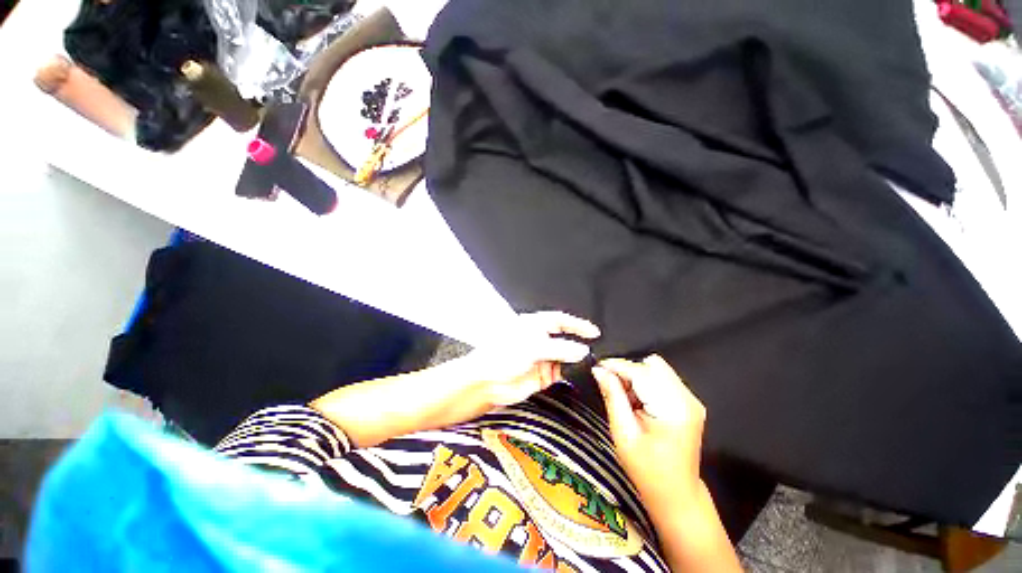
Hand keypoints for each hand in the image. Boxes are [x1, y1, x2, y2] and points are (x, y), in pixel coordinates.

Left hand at [463, 311, 599, 407]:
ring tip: (585, 363)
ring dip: (575, 360)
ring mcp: (541, 358)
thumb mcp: (532, 346)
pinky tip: (574, 373)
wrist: (486, 383)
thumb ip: (560, 348)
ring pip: (565, 357)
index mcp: (534, 325)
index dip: (577, 324)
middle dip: (578, 344)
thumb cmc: (499, 356)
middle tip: (593, 349)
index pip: (561, 320)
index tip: (593, 331)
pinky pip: (561, 372)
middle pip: (565, 339)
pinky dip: (569, 373)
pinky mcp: (543, 375)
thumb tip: (581, 349)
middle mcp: (539, 340)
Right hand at [592, 355, 706, 505]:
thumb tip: (599, 370)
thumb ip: (612, 396)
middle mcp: (687, 399)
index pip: (641, 371)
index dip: (617, 366)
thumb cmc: (648, 470)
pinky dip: (645, 384)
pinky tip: (638, 403)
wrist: (676, 495)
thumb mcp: (623, 433)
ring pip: (656, 369)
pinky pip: (662, 379)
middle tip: (613, 388)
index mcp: (673, 408)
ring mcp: (691, 400)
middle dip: (628, 371)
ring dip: (636, 377)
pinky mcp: (688, 403)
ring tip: (626, 400)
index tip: (597, 367)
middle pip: (652, 365)